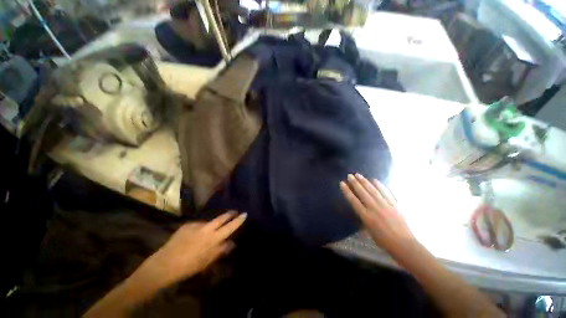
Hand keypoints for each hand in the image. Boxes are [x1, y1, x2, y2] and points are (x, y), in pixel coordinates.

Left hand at [137, 211, 246, 287]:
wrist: (164, 264)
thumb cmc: (188, 266)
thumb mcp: (207, 261)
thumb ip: (221, 250)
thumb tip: (232, 243)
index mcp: (213, 239)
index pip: (230, 227)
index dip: (238, 220)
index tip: (245, 214)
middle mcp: (206, 229)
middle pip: (222, 218)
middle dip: (230, 214)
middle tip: (234, 212)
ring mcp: (196, 225)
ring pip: (209, 221)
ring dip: (213, 224)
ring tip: (209, 232)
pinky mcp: (187, 225)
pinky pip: (198, 224)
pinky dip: (200, 228)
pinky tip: (195, 236)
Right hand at [340, 173, 415, 254]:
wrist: (403, 244)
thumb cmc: (383, 240)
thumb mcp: (368, 230)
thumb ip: (363, 217)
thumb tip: (359, 207)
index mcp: (366, 217)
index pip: (353, 201)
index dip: (347, 191)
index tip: (342, 183)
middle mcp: (374, 209)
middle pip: (362, 193)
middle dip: (355, 183)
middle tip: (350, 175)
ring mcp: (385, 205)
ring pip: (373, 190)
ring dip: (365, 182)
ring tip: (358, 175)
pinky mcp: (394, 205)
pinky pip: (386, 192)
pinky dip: (380, 185)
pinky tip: (374, 180)